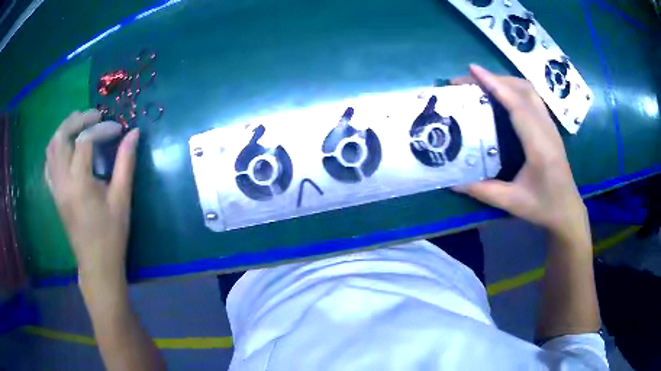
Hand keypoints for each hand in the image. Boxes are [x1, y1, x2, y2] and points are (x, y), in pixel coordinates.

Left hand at [45, 109, 139, 277]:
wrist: (96, 265)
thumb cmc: (111, 235)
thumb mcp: (121, 199)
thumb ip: (125, 163)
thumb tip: (133, 133)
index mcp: (78, 183)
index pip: (85, 141)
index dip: (102, 129)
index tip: (118, 129)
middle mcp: (62, 181)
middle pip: (61, 137)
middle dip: (77, 120)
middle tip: (94, 115)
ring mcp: (55, 188)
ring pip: (51, 148)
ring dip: (64, 129)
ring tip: (80, 124)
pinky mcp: (54, 194)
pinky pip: (49, 163)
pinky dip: (56, 148)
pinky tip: (66, 147)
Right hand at [454, 65, 587, 239]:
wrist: (567, 210)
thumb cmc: (543, 207)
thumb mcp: (512, 203)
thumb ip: (483, 191)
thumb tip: (453, 181)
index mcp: (539, 145)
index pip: (516, 104)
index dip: (494, 84)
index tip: (472, 70)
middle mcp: (546, 128)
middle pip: (522, 89)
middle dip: (494, 78)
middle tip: (468, 80)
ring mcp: (550, 125)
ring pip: (529, 90)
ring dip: (505, 81)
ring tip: (482, 84)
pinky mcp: (549, 127)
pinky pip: (532, 98)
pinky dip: (514, 89)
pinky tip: (502, 96)